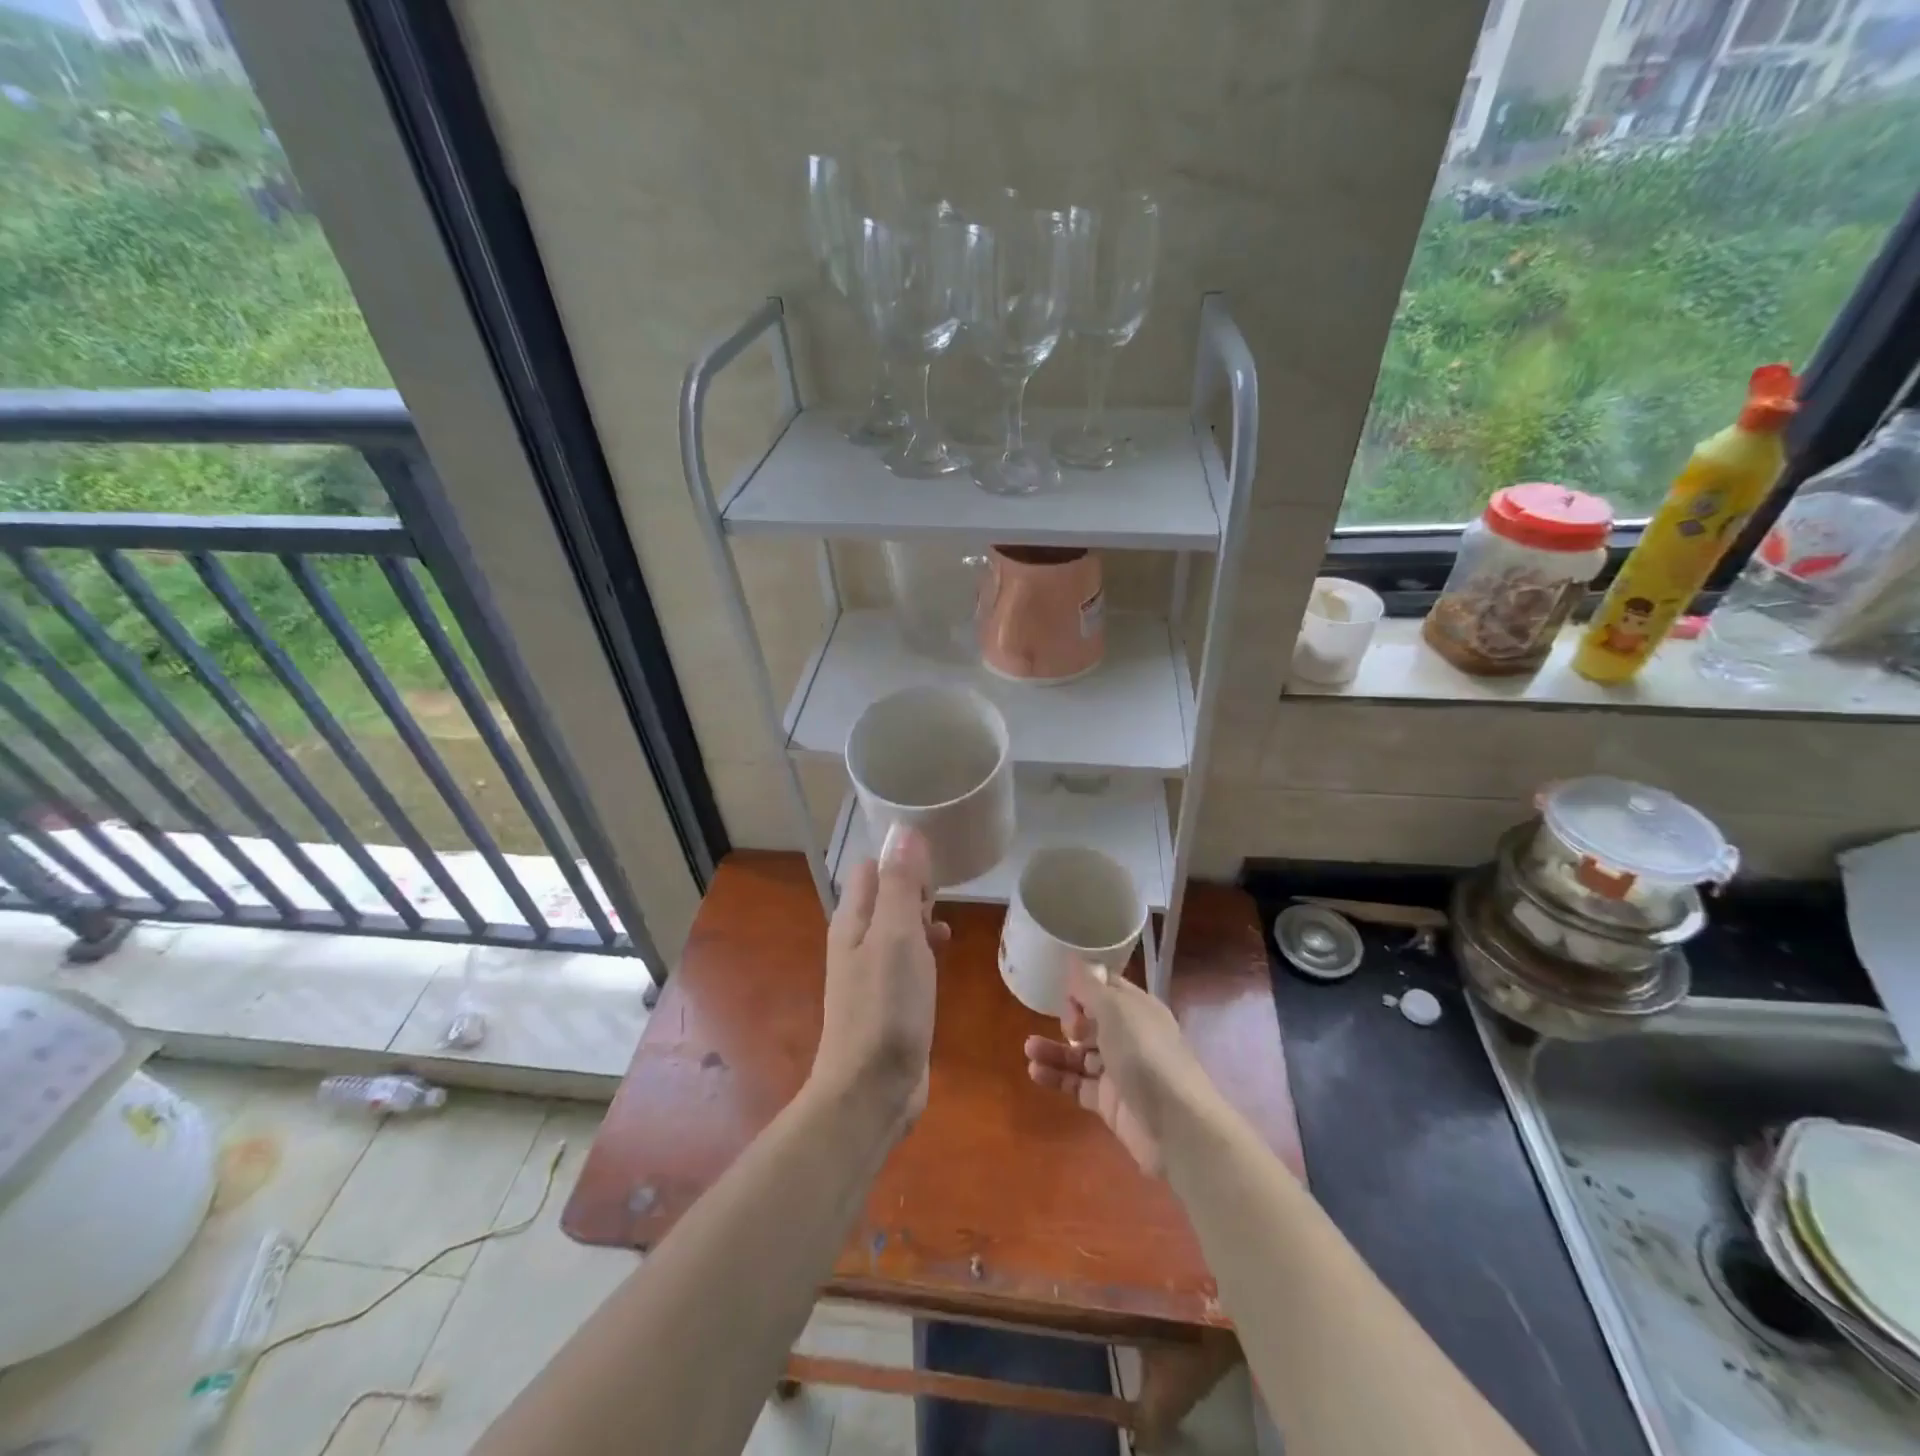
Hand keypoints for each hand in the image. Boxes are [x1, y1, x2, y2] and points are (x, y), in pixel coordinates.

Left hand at [812, 828, 946, 1129]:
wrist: (872, 1089)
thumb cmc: (885, 1007)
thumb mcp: (896, 936)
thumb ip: (899, 884)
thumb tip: (904, 830)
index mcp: (853, 921)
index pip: (872, 868)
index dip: (900, 856)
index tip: (938, 853)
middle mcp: (858, 941)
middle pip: (885, 895)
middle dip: (914, 884)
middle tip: (948, 883)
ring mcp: (873, 972)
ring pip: (898, 926)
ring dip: (921, 915)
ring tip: (949, 915)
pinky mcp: (890, 999)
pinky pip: (908, 957)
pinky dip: (925, 945)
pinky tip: (944, 950)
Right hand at [1024, 960, 1212, 1175]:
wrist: (1176, 1125)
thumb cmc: (1145, 1054)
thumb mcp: (1116, 1010)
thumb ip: (1091, 986)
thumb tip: (1076, 959)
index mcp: (1137, 1008)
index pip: (1106, 987)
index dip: (1084, 987)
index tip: (1065, 993)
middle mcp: (1129, 1036)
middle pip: (1092, 1021)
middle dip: (1070, 1019)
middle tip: (1066, 1027)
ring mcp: (1119, 1071)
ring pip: (1080, 1054)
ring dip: (1054, 1049)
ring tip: (1028, 1049)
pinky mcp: (1109, 1102)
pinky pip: (1077, 1084)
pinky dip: (1057, 1076)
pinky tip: (1035, 1071)